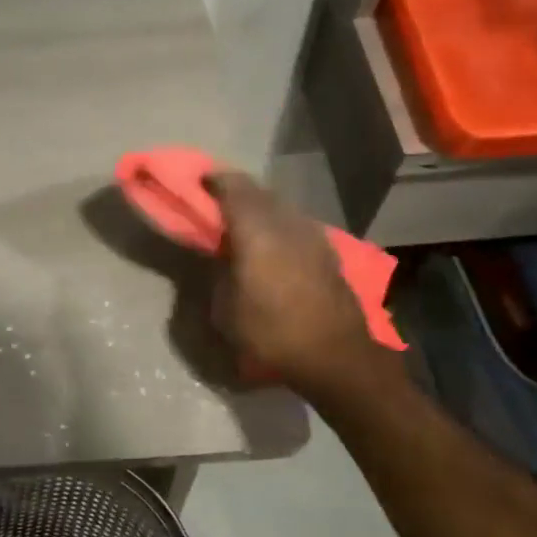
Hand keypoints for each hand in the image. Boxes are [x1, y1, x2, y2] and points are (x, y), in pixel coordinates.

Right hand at [206, 172, 392, 397]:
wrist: (336, 357)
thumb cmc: (272, 334)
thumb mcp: (225, 309)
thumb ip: (219, 273)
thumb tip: (222, 257)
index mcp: (256, 231)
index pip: (234, 188)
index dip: (215, 180)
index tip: (200, 181)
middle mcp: (286, 223)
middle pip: (259, 192)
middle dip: (237, 191)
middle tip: (217, 200)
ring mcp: (312, 235)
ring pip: (280, 207)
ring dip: (260, 207)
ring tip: (243, 222)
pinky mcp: (327, 252)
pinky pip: (295, 224)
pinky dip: (278, 225)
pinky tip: (273, 243)